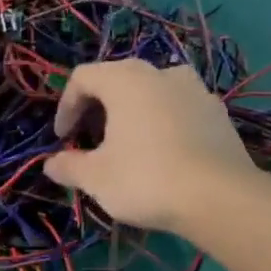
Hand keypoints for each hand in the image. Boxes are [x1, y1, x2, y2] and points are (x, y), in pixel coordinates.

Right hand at [43, 60, 254, 232]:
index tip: (63, 139)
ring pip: (152, 93)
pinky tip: (161, 155)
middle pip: (118, 80)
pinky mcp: (218, 114)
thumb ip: (68, 166)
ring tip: (127, 145)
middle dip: (98, 109)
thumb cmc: (145, 178)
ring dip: (132, 113)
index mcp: (126, 79)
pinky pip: (178, 109)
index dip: (65, 107)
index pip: (83, 78)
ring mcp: (196, 90)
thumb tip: (51, 165)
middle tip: (90, 141)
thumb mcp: (95, 177)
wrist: (220, 198)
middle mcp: (161, 73)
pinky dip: (161, 124)